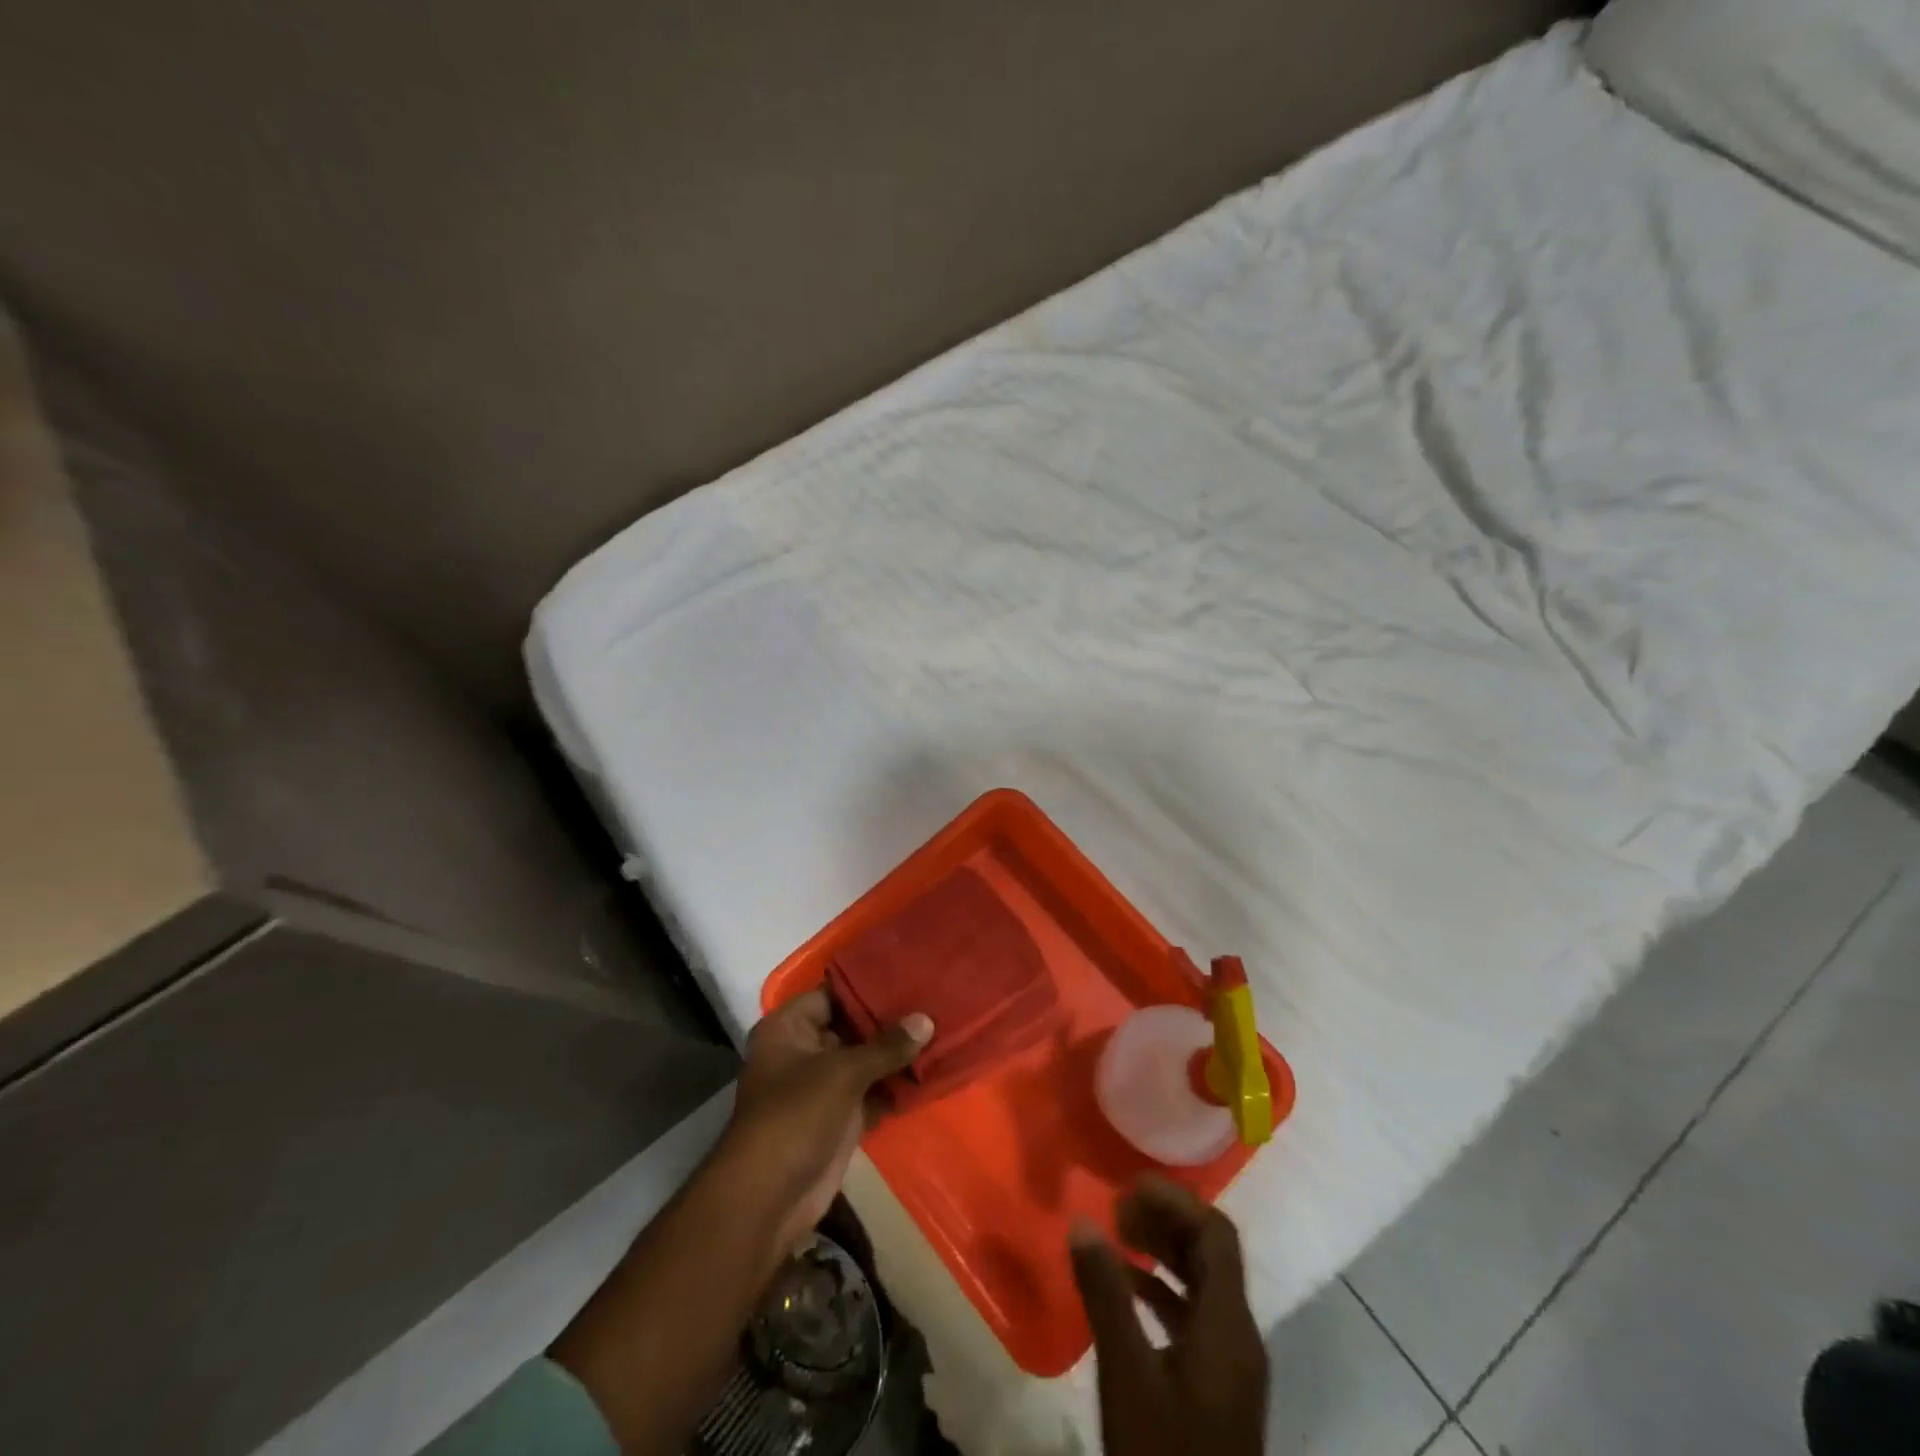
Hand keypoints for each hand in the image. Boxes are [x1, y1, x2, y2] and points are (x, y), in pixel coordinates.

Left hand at [714, 989, 932, 1257]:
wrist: (770, 1198)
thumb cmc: (796, 1115)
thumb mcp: (843, 1072)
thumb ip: (886, 1045)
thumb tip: (927, 1019)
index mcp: (789, 1028)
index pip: (832, 993)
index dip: (868, 985)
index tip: (908, 975)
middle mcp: (802, 1051)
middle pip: (851, 1027)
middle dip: (889, 1020)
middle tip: (933, 1001)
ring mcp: (821, 1087)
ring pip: (864, 1061)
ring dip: (896, 1054)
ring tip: (941, 1029)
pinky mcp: (838, 1118)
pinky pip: (872, 1092)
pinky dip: (895, 1086)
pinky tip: (932, 1072)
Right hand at [1069, 1177, 1268, 1455]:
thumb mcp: (1127, 1375)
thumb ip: (1105, 1294)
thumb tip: (1082, 1220)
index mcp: (1230, 1327)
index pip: (1216, 1235)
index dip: (1176, 1201)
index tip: (1129, 1186)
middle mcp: (1239, 1337)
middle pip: (1211, 1254)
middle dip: (1166, 1221)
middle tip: (1115, 1208)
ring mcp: (1231, 1364)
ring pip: (1203, 1283)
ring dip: (1163, 1252)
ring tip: (1116, 1236)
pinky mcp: (1217, 1386)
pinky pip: (1195, 1315)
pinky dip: (1162, 1289)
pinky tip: (1125, 1286)